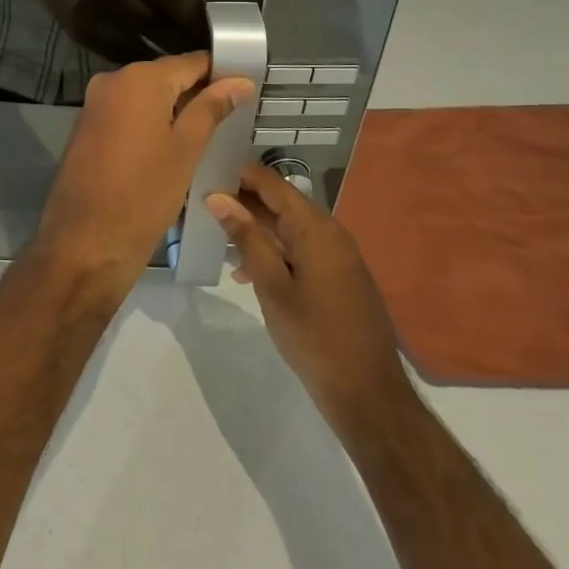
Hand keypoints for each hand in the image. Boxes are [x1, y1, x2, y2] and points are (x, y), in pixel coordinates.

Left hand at [33, 53, 254, 293]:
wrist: (85, 242)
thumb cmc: (144, 194)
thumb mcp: (186, 150)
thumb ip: (211, 109)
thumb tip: (238, 81)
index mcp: (138, 79)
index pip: (190, 62)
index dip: (220, 73)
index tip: (247, 88)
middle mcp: (111, 81)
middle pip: (165, 78)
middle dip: (197, 94)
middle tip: (234, 116)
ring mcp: (95, 105)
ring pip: (146, 98)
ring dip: (174, 112)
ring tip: (210, 134)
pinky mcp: (87, 128)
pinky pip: (127, 115)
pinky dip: (150, 125)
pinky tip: (174, 148)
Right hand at [205, 165, 412, 432]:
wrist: (368, 394)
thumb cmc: (314, 336)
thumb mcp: (272, 286)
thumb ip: (246, 237)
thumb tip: (218, 197)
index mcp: (315, 228)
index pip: (271, 183)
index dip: (238, 175)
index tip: (204, 174)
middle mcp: (329, 233)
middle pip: (279, 203)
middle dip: (241, 203)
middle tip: (201, 205)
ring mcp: (336, 256)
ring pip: (287, 228)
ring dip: (253, 229)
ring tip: (215, 237)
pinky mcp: (337, 277)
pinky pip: (298, 249)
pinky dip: (271, 251)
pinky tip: (245, 271)